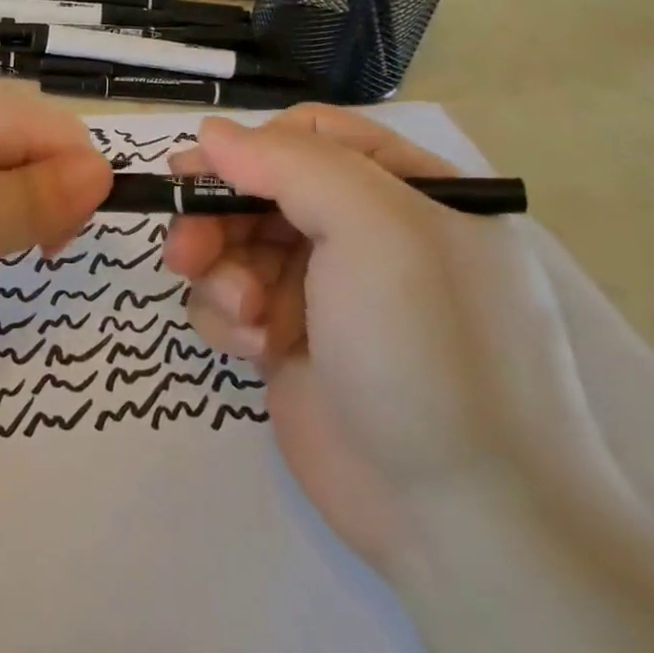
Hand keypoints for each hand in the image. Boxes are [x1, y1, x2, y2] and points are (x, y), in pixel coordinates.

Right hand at [165, 107, 603, 576]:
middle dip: (218, 218)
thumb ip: (289, 163)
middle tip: (187, 252)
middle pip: (260, 191)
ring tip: (242, 316)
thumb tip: (212, 132)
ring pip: (235, 246)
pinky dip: (229, 319)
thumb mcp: (375, 229)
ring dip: (222, 273)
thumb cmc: (429, 349)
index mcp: (406, 192)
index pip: (311, 136)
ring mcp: (326, 291)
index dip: (250, 148)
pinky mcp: (290, 342)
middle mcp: (366, 235)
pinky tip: (253, 352)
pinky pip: (232, 302)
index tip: (198, 172)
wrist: (466, 520)